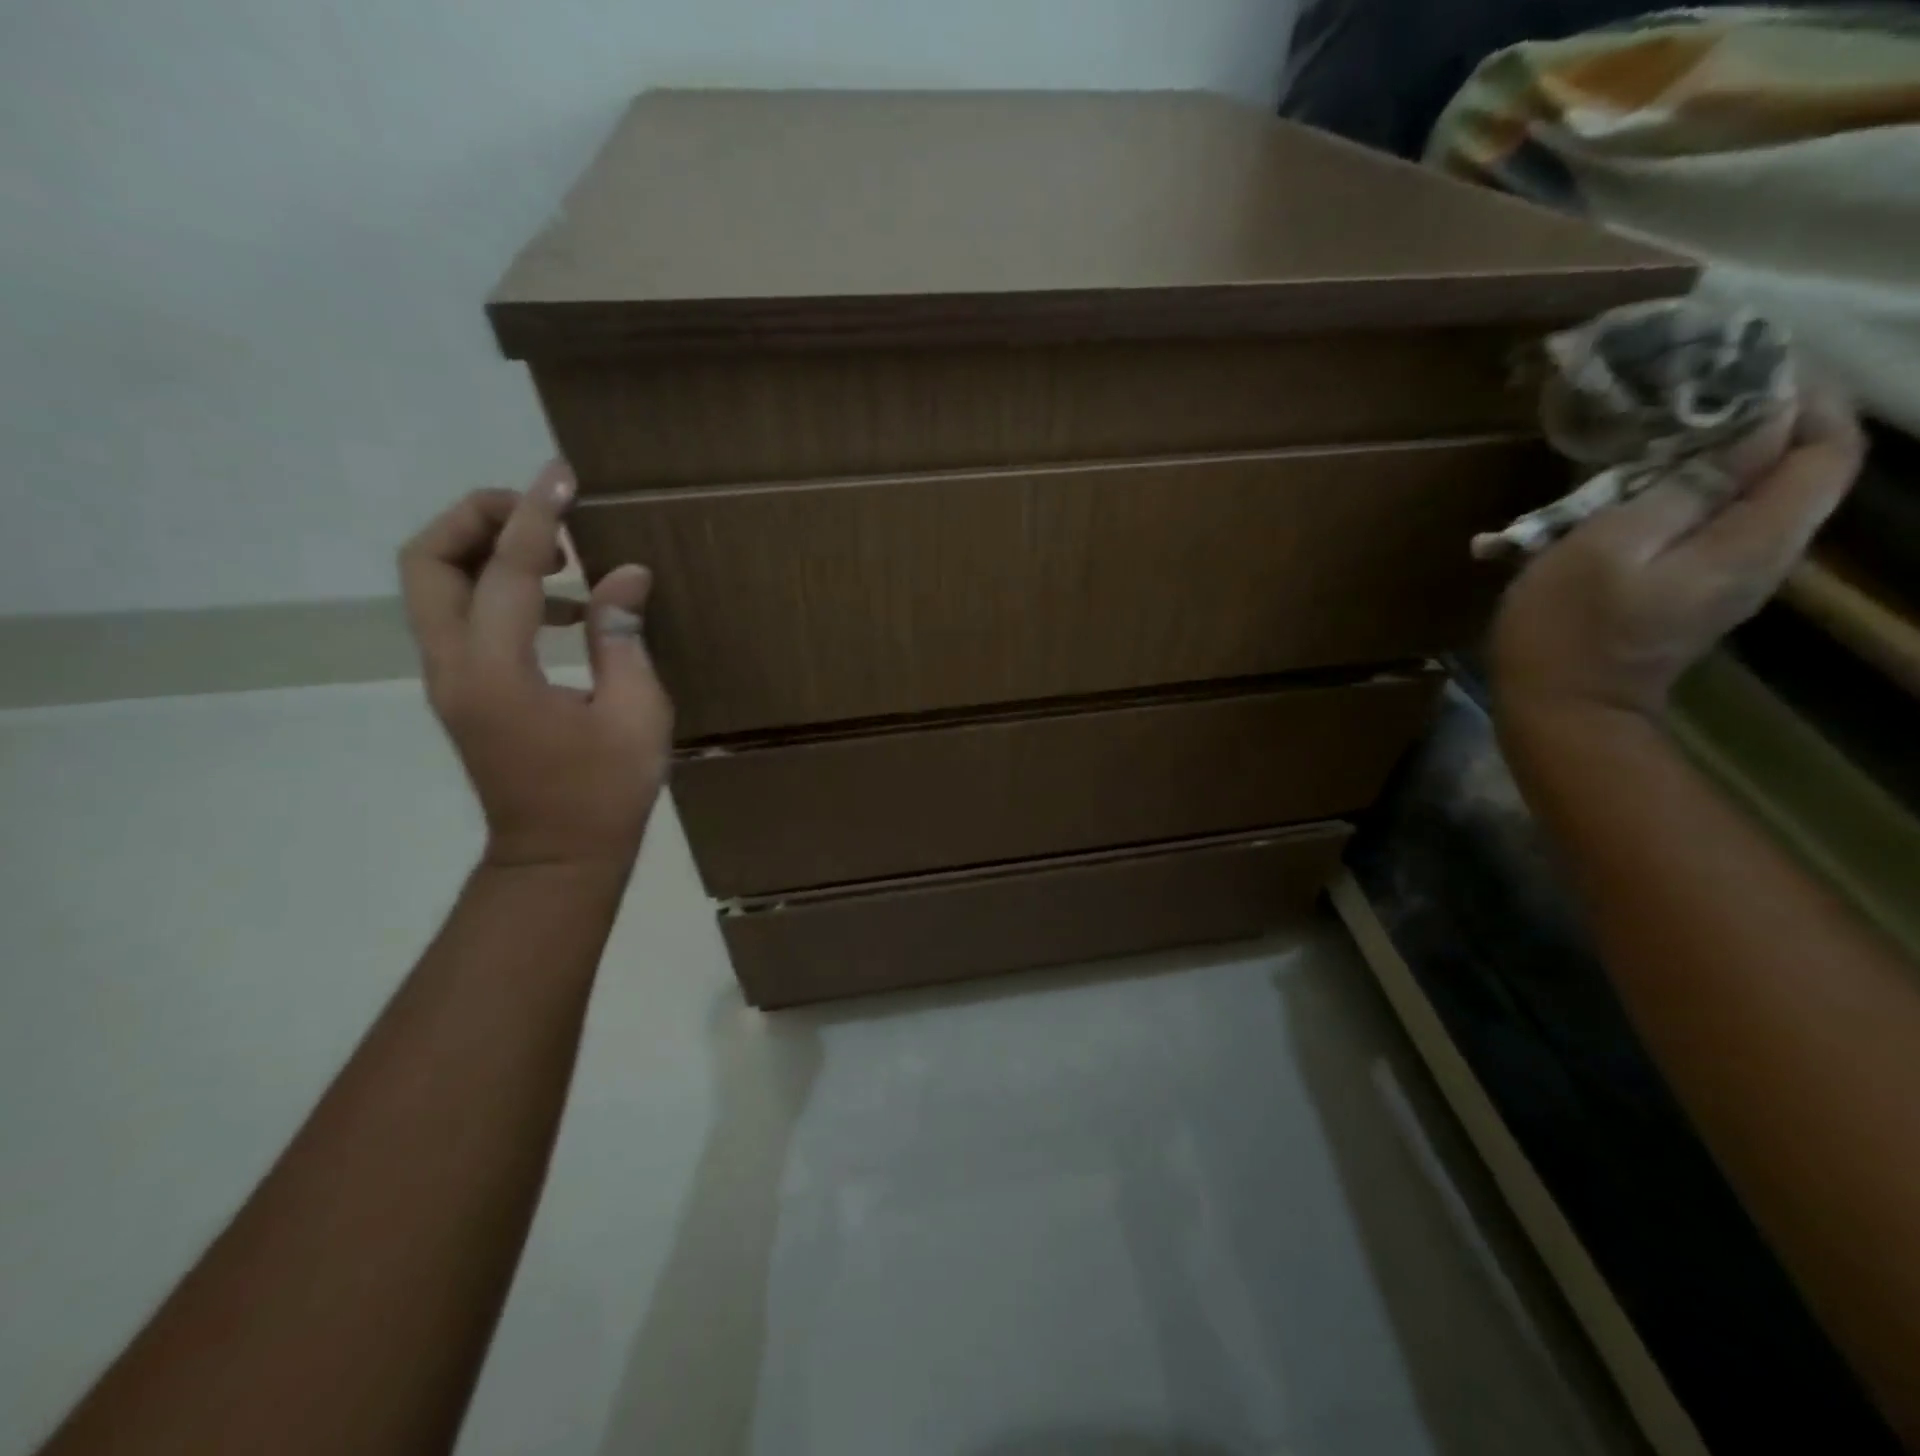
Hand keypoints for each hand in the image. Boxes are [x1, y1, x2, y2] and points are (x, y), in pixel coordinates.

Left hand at [399, 463, 673, 871]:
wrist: (557, 857)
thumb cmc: (605, 793)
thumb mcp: (636, 713)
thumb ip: (621, 636)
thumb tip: (624, 574)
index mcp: (498, 672)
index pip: (507, 570)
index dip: (537, 515)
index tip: (562, 474)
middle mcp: (454, 667)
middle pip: (428, 562)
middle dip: (478, 519)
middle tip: (544, 516)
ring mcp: (450, 680)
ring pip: (434, 586)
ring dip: (484, 551)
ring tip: (559, 557)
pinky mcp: (463, 690)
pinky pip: (460, 616)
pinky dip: (497, 590)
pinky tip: (560, 609)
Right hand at [1492, 388, 1863, 725]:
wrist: (1560, 712)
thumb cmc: (1567, 629)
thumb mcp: (1607, 548)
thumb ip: (1684, 488)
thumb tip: (1752, 428)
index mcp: (1754, 541)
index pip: (1826, 450)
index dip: (1802, 400)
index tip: (1741, 372)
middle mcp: (1765, 556)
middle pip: (1802, 471)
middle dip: (1763, 422)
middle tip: (1693, 397)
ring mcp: (1732, 580)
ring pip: (1761, 497)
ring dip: (1724, 457)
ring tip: (1663, 435)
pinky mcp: (1697, 593)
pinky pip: (1723, 524)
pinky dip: (1697, 493)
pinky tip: (1644, 489)